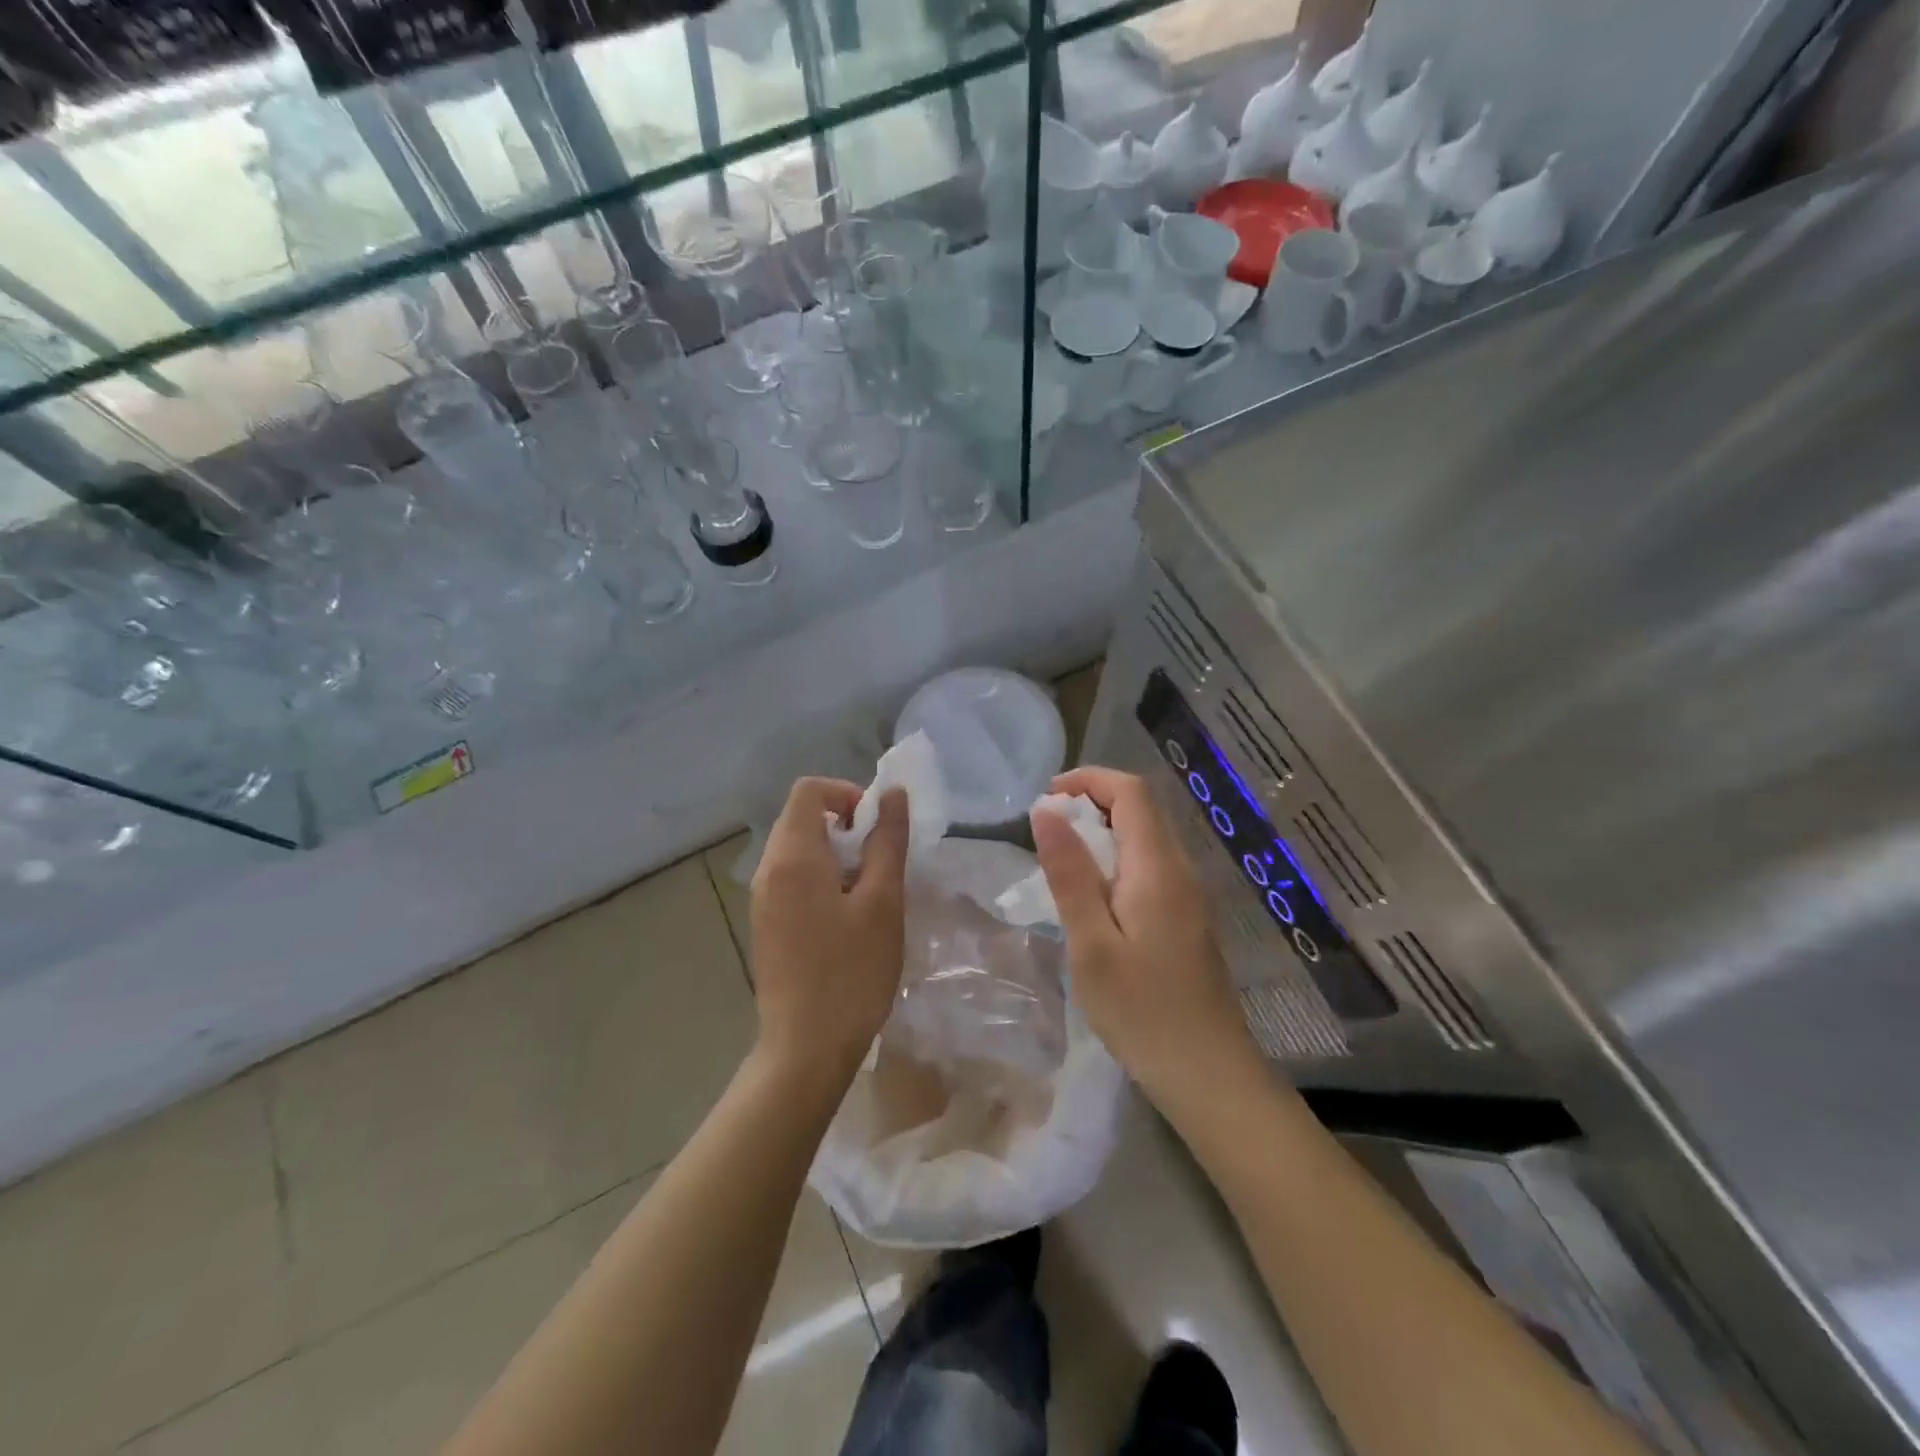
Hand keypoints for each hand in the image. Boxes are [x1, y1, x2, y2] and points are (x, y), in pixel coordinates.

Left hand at [750, 777, 909, 1088]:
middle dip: (845, 824)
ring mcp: (762, 899)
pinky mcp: (766, 923)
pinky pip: (792, 878)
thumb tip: (891, 794)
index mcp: (792, 857)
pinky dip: (822, 878)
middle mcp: (768, 870)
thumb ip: (887, 841)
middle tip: (879, 861)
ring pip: (798, 849)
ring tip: (869, 892)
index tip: (876, 827)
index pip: (809, 790)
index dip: (846, 793)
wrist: (806, 1048)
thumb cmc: (851, 972)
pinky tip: (848, 917)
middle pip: (801, 817)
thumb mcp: (882, 902)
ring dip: (835, 854)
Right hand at [1031, 766, 1257, 1103]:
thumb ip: (1070, 873)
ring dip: (1102, 835)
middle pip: (1141, 811)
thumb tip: (1047, 811)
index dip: (1088, 780)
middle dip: (1091, 804)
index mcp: (1158, 868)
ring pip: (1146, 840)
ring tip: (1062, 866)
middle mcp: (1181, 871)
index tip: (1046, 799)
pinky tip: (1094, 902)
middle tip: (1046, 834)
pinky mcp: (1188, 921)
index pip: (1131, 792)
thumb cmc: (1142, 1011)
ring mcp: (1190, 897)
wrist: (1209, 1076)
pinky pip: (1151, 869)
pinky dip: (1116, 864)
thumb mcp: (1091, 943)